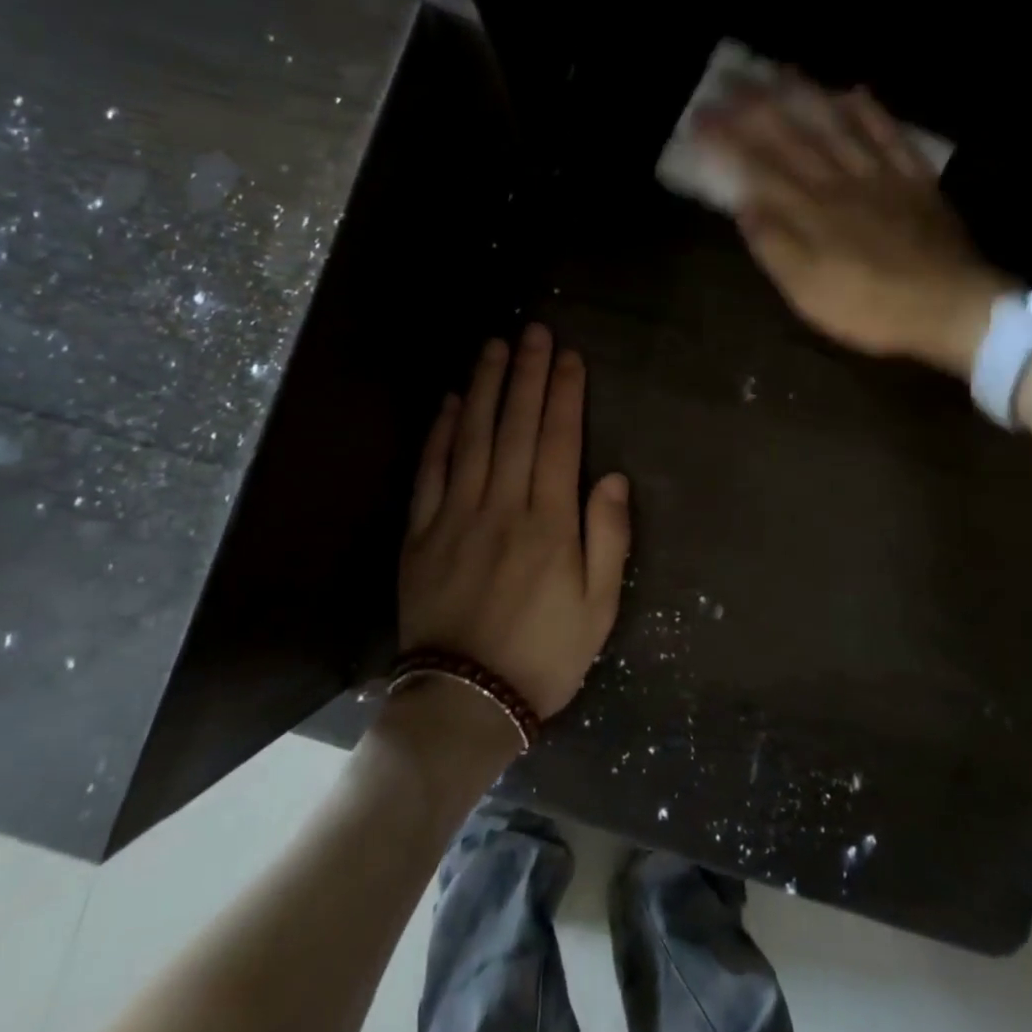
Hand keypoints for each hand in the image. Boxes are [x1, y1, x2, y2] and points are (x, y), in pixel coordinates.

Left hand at [399, 326, 631, 720]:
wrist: (466, 700)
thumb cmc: (544, 654)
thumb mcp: (599, 607)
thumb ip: (608, 537)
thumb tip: (611, 476)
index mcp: (549, 523)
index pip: (558, 440)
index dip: (563, 394)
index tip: (567, 356)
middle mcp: (502, 506)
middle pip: (515, 426)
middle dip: (526, 374)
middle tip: (532, 331)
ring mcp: (455, 516)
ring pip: (471, 437)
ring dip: (483, 388)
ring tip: (493, 347)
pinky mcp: (421, 533)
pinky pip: (430, 471)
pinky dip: (438, 433)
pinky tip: (447, 402)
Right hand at [699, 78, 1013, 376]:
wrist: (949, 307)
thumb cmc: (868, 306)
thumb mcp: (806, 291)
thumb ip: (774, 246)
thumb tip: (744, 204)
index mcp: (808, 212)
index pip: (758, 166)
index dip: (728, 139)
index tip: (701, 118)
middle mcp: (839, 182)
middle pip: (793, 136)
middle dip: (756, 107)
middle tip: (731, 80)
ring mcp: (880, 176)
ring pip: (837, 126)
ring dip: (807, 96)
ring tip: (780, 70)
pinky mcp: (914, 181)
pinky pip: (890, 136)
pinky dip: (870, 112)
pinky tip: (854, 92)